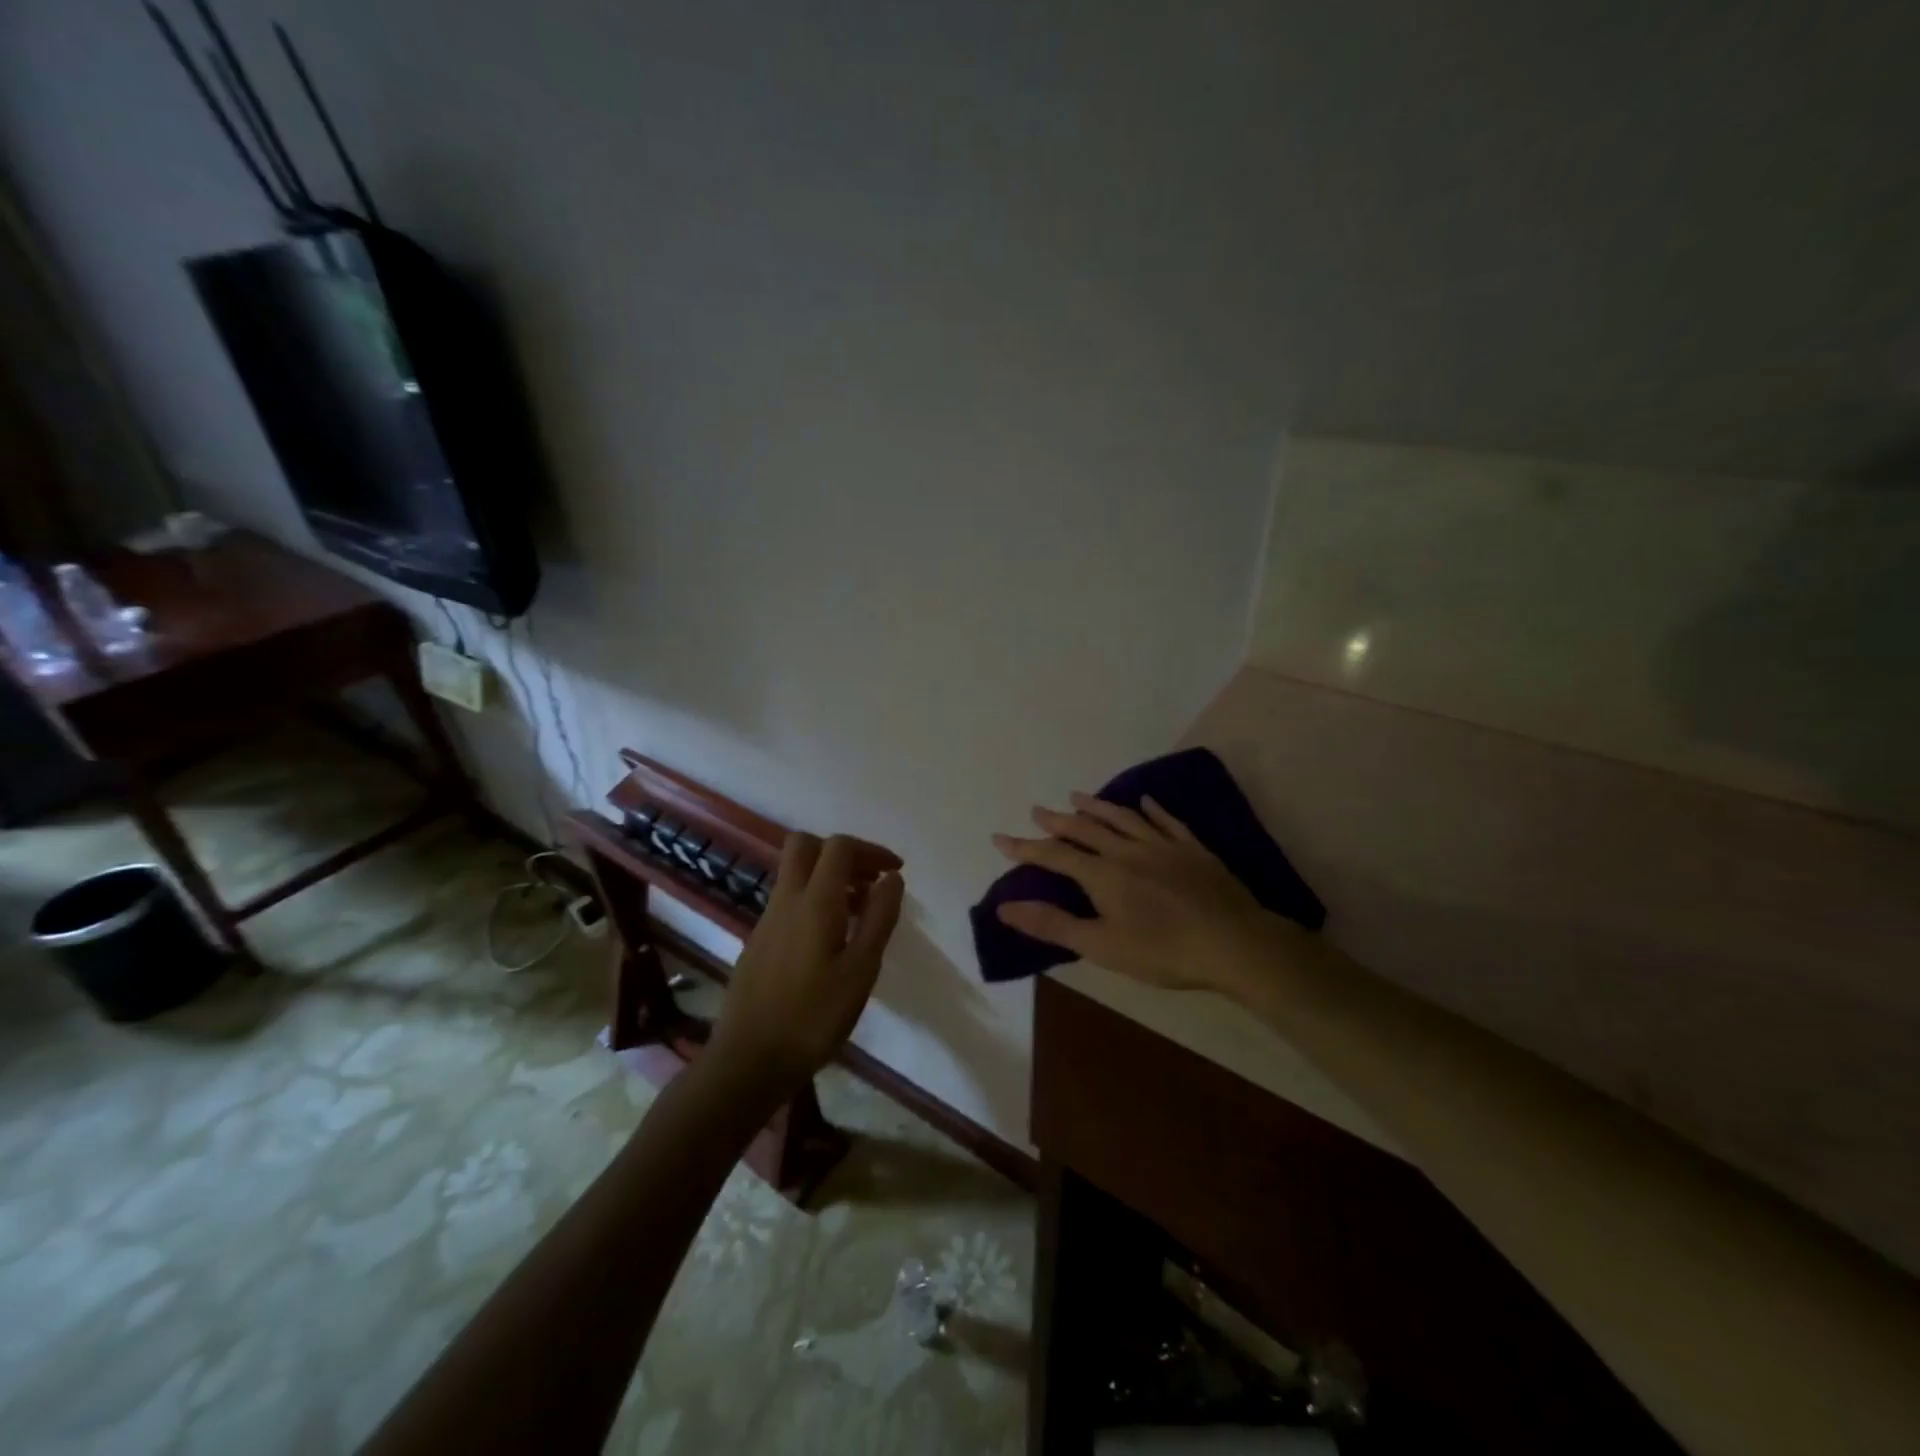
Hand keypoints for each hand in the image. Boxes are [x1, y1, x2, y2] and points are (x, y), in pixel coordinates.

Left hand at [708, 833, 904, 1100]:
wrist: (747, 1061)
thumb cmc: (813, 1017)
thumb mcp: (860, 971)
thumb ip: (879, 918)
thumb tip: (892, 878)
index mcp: (814, 902)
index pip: (839, 847)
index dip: (870, 850)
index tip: (895, 871)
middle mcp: (786, 901)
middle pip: (806, 846)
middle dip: (843, 854)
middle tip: (870, 881)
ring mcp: (766, 921)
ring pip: (796, 875)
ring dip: (829, 879)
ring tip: (860, 916)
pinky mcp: (758, 942)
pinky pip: (789, 902)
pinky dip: (815, 902)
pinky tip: (832, 942)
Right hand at [993, 793, 1294, 996]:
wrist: (1234, 944)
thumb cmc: (1163, 951)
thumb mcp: (1101, 945)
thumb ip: (1053, 925)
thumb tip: (1006, 907)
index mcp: (1104, 875)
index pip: (1055, 856)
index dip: (1025, 847)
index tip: (999, 837)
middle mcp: (1128, 851)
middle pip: (1086, 829)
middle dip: (1058, 820)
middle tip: (1038, 810)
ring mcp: (1163, 846)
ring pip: (1123, 818)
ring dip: (1097, 806)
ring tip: (1077, 795)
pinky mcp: (1193, 849)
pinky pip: (1167, 822)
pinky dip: (1152, 810)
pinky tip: (1144, 801)